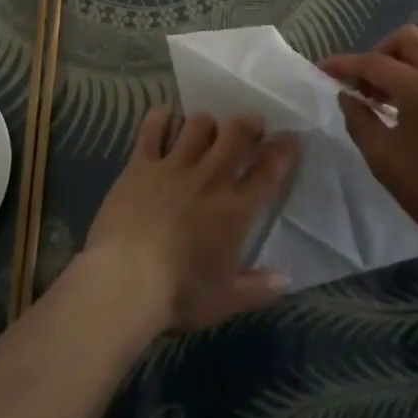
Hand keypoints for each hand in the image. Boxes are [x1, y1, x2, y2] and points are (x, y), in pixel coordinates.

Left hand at [79, 106, 295, 333]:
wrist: (125, 281)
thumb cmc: (179, 294)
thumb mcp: (225, 301)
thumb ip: (259, 289)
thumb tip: (287, 279)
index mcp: (235, 210)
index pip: (268, 171)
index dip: (283, 150)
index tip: (292, 137)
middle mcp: (210, 178)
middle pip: (237, 134)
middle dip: (249, 122)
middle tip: (252, 124)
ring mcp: (174, 166)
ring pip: (198, 124)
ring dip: (207, 122)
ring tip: (207, 128)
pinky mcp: (141, 163)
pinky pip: (153, 128)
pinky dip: (160, 118)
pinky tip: (164, 116)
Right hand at [321, 24, 417, 271]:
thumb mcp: (384, 160)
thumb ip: (359, 120)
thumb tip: (347, 96)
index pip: (374, 62)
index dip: (345, 64)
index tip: (324, 69)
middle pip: (408, 39)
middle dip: (379, 53)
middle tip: (366, 83)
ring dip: (404, 64)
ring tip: (390, 98)